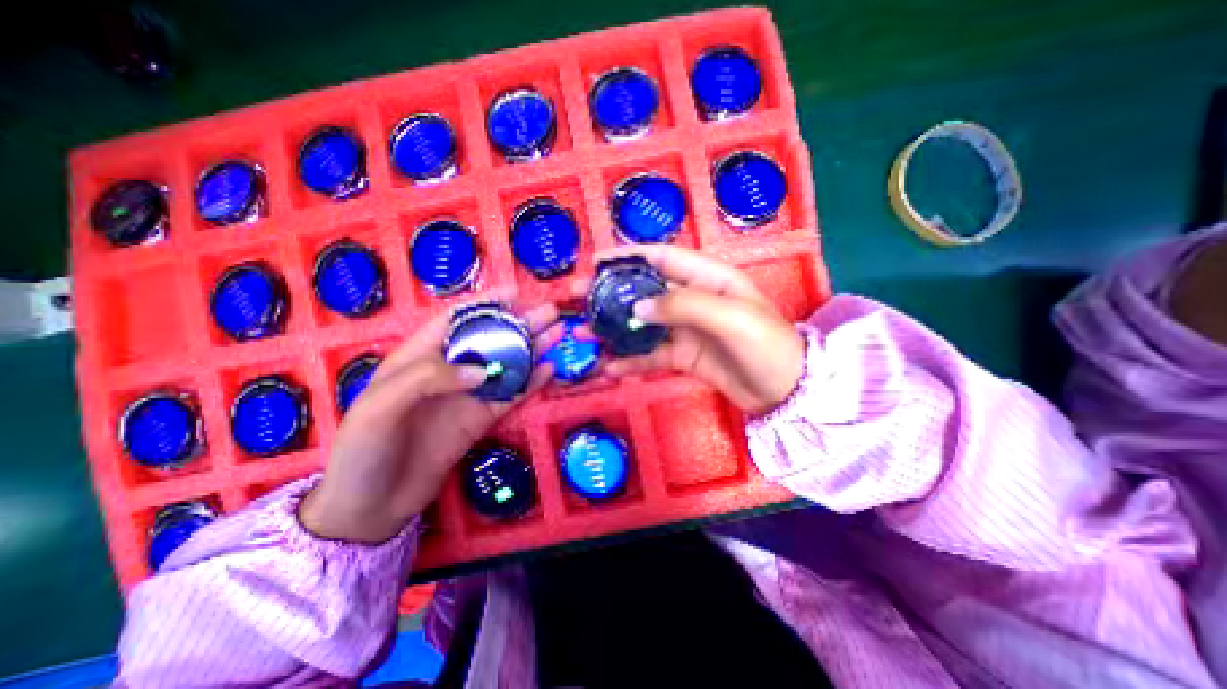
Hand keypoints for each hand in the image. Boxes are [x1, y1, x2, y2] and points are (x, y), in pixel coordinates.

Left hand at [298, 301, 558, 542]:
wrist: (371, 507)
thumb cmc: (363, 449)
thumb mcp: (382, 405)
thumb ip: (430, 379)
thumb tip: (484, 370)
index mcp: (419, 357)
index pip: (456, 320)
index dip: (486, 304)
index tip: (516, 293)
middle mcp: (449, 371)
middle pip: (489, 339)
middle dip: (519, 324)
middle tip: (550, 312)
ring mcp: (468, 395)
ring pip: (506, 365)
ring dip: (532, 349)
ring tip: (558, 333)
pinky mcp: (481, 419)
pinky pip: (510, 396)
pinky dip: (531, 382)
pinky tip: (550, 370)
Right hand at [592, 246, 811, 415]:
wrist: (786, 391)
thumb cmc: (765, 344)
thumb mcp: (729, 316)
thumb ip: (682, 306)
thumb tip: (637, 308)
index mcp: (707, 278)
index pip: (661, 258)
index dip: (628, 256)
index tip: (596, 262)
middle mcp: (693, 299)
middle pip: (644, 291)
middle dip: (611, 294)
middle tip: (577, 299)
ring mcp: (686, 330)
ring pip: (642, 325)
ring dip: (614, 329)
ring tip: (584, 335)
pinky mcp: (683, 356)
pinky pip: (651, 355)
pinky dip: (630, 361)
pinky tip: (609, 367)